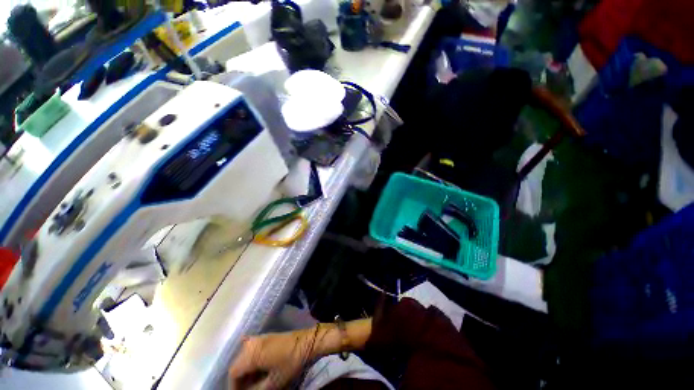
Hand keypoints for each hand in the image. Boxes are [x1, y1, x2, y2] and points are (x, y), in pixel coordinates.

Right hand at [229, 329, 316, 389]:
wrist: (307, 343)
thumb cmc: (291, 363)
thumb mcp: (273, 383)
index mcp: (252, 353)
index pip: (233, 372)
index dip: (234, 386)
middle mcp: (252, 343)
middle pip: (238, 363)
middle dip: (240, 379)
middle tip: (247, 389)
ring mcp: (260, 337)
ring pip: (244, 356)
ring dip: (246, 370)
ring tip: (253, 382)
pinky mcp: (267, 336)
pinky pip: (252, 349)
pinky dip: (251, 360)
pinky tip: (257, 369)